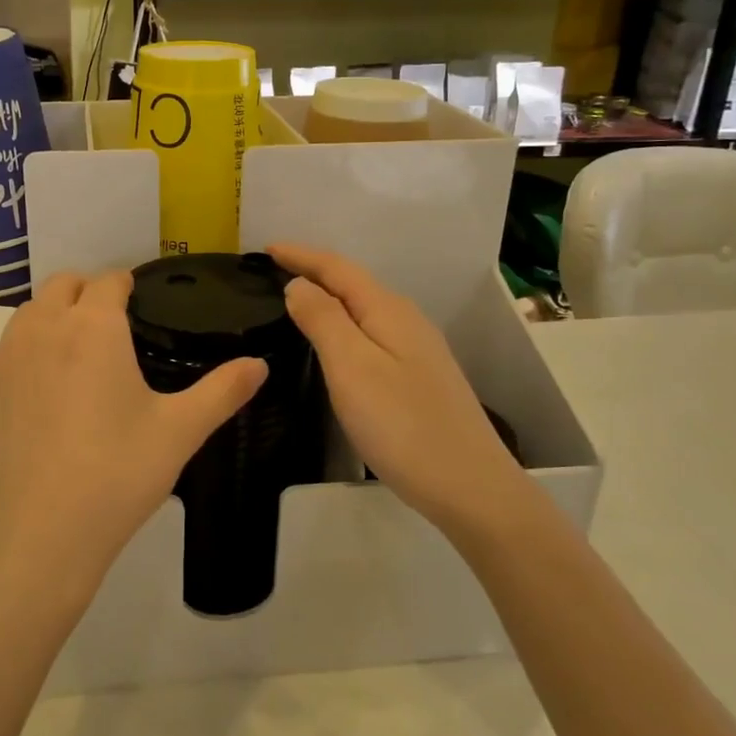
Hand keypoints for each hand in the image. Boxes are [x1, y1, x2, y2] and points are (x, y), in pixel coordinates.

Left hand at [0, 271, 267, 611]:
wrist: (30, 539)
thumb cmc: (114, 476)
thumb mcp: (179, 433)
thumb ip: (222, 391)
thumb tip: (260, 364)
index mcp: (92, 327)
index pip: (108, 281)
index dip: (126, 285)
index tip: (139, 302)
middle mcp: (41, 330)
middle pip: (61, 285)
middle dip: (86, 292)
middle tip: (111, 327)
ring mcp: (2, 361)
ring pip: (27, 316)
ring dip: (53, 319)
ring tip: (77, 359)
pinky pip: (4, 356)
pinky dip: (25, 358)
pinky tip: (42, 403)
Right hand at [271, 244, 520, 526]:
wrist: (470, 487)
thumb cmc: (401, 424)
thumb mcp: (351, 367)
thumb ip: (323, 319)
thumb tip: (299, 284)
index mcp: (387, 310)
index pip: (337, 268)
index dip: (300, 255)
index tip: (265, 248)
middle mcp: (406, 320)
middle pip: (353, 283)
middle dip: (314, 272)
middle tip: (273, 272)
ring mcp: (417, 350)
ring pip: (363, 310)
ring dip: (329, 299)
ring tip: (295, 302)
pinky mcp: (418, 377)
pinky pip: (372, 334)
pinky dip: (344, 326)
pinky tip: (334, 344)